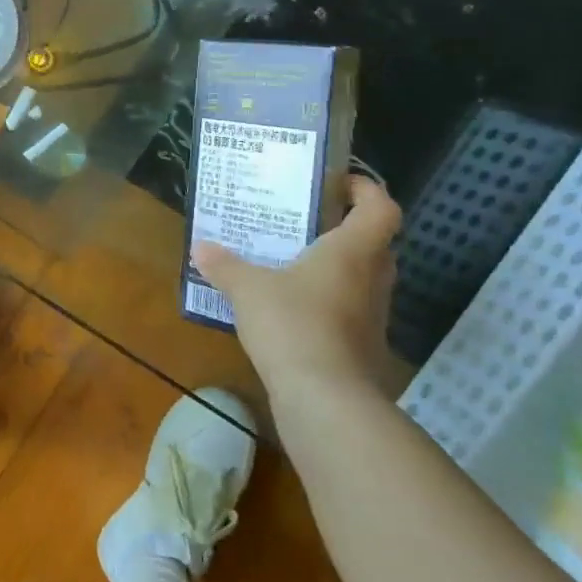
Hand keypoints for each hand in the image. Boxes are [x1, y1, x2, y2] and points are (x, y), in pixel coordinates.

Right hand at [191, 175, 401, 401]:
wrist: (325, 399)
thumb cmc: (293, 324)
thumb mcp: (248, 288)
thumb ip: (225, 265)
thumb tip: (201, 247)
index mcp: (353, 251)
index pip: (381, 208)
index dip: (366, 189)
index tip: (337, 182)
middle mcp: (371, 278)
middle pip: (374, 242)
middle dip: (344, 228)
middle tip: (304, 221)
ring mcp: (371, 315)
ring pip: (361, 277)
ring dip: (333, 267)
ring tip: (289, 260)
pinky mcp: (360, 345)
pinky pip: (346, 309)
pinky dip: (324, 301)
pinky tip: (287, 305)